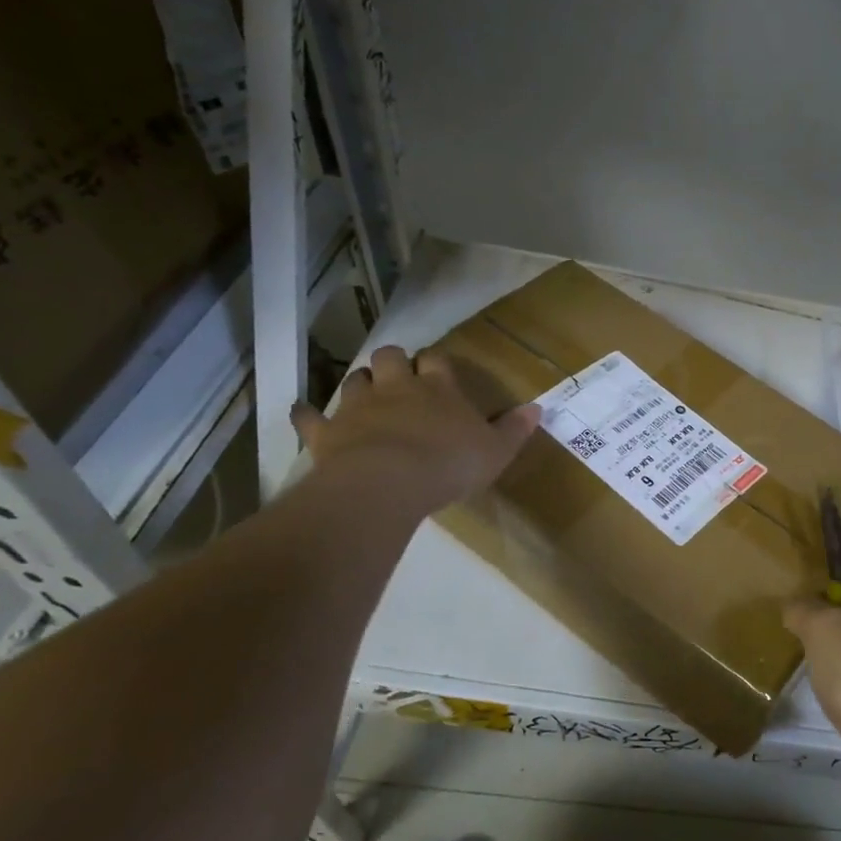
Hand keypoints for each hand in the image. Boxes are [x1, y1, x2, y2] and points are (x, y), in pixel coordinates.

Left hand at [291, 346, 540, 509]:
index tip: (438, 370)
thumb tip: (537, 408)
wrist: (387, 482)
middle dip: (394, 362)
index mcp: (439, 388)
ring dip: (360, 383)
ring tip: (365, 395)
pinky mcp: (327, 430)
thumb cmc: (449, 464)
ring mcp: (357, 406)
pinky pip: (310, 416)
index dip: (436, 362)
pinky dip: (307, 414)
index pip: (437, 360)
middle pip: (391, 357)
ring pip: (355, 379)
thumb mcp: (495, 451)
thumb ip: (514, 429)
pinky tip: (303, 412)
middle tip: (399, 377)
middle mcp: (397, 387)